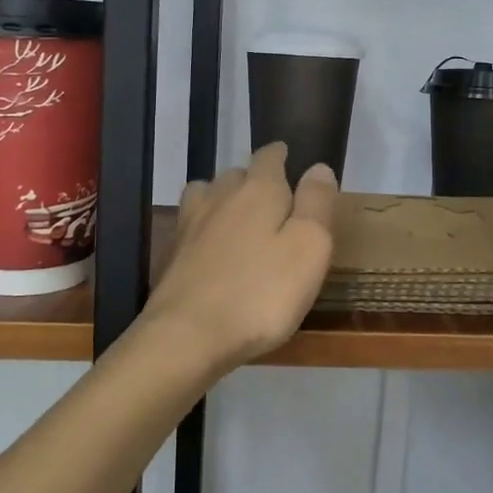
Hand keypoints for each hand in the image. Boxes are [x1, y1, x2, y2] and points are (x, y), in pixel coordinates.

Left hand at [142, 143, 338, 370]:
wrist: (188, 336)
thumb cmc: (262, 292)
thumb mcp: (310, 247)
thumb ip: (317, 203)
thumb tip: (318, 167)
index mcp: (259, 190)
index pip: (269, 157)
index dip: (282, 156)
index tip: (291, 160)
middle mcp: (222, 196)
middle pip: (237, 173)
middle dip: (256, 179)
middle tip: (277, 200)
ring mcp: (191, 224)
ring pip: (209, 194)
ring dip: (225, 198)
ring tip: (241, 217)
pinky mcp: (174, 254)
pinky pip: (193, 224)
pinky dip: (206, 226)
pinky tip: (214, 247)